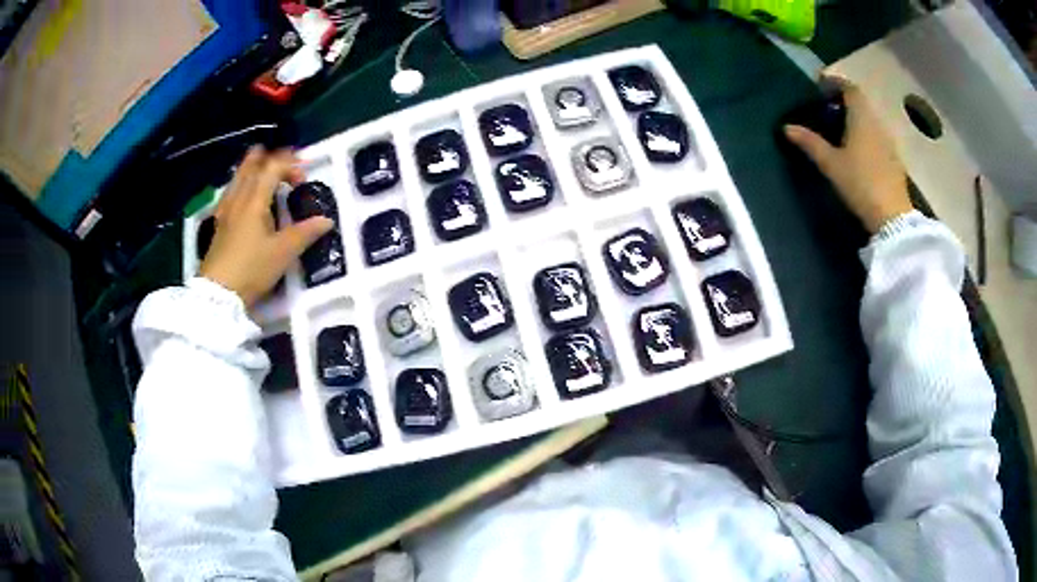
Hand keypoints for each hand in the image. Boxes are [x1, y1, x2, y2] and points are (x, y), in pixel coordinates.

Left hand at [200, 147, 333, 306]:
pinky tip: (243, 196)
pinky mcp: (218, 224)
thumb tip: (326, 220)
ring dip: (253, 168)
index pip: (273, 167)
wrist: (218, 294)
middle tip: (284, 160)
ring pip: (238, 177)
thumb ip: (305, 233)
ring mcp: (225, 210)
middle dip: (269, 158)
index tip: (303, 179)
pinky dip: (241, 184)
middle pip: (251, 166)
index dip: (290, 165)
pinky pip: (231, 192)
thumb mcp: (283, 253)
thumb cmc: (251, 269)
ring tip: (264, 169)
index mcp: (255, 200)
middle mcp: (238, 198)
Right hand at [784, 79, 912, 233]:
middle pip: (861, 102)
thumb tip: (787, 127)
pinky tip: (857, 150)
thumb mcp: (831, 164)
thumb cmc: (860, 184)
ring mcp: (888, 142)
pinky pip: (877, 135)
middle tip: (826, 109)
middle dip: (843, 101)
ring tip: (839, 129)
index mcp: (862, 118)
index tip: (820, 86)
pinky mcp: (894, 159)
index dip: (835, 83)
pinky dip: (865, 134)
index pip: (850, 88)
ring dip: (855, 118)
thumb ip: (810, 143)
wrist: (893, 218)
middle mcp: (877, 123)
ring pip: (870, 119)